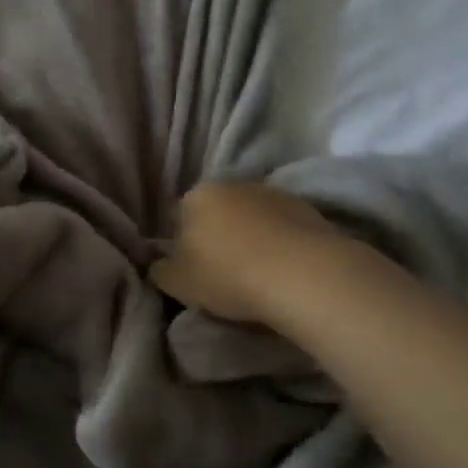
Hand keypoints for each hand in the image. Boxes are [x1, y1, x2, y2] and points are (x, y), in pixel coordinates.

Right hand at [150, 180, 339, 324]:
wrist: (303, 275)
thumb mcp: (177, 282)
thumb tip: (158, 264)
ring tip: (257, 274)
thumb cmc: (227, 275)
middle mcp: (233, 184)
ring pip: (252, 218)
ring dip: (251, 238)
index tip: (190, 269)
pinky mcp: (309, 209)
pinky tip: (284, 270)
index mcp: (196, 196)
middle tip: (222, 272)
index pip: (178, 216)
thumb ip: (160, 270)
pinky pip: (283, 228)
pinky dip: (280, 244)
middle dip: (217, 236)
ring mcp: (273, 193)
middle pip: (217, 212)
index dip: (181, 244)